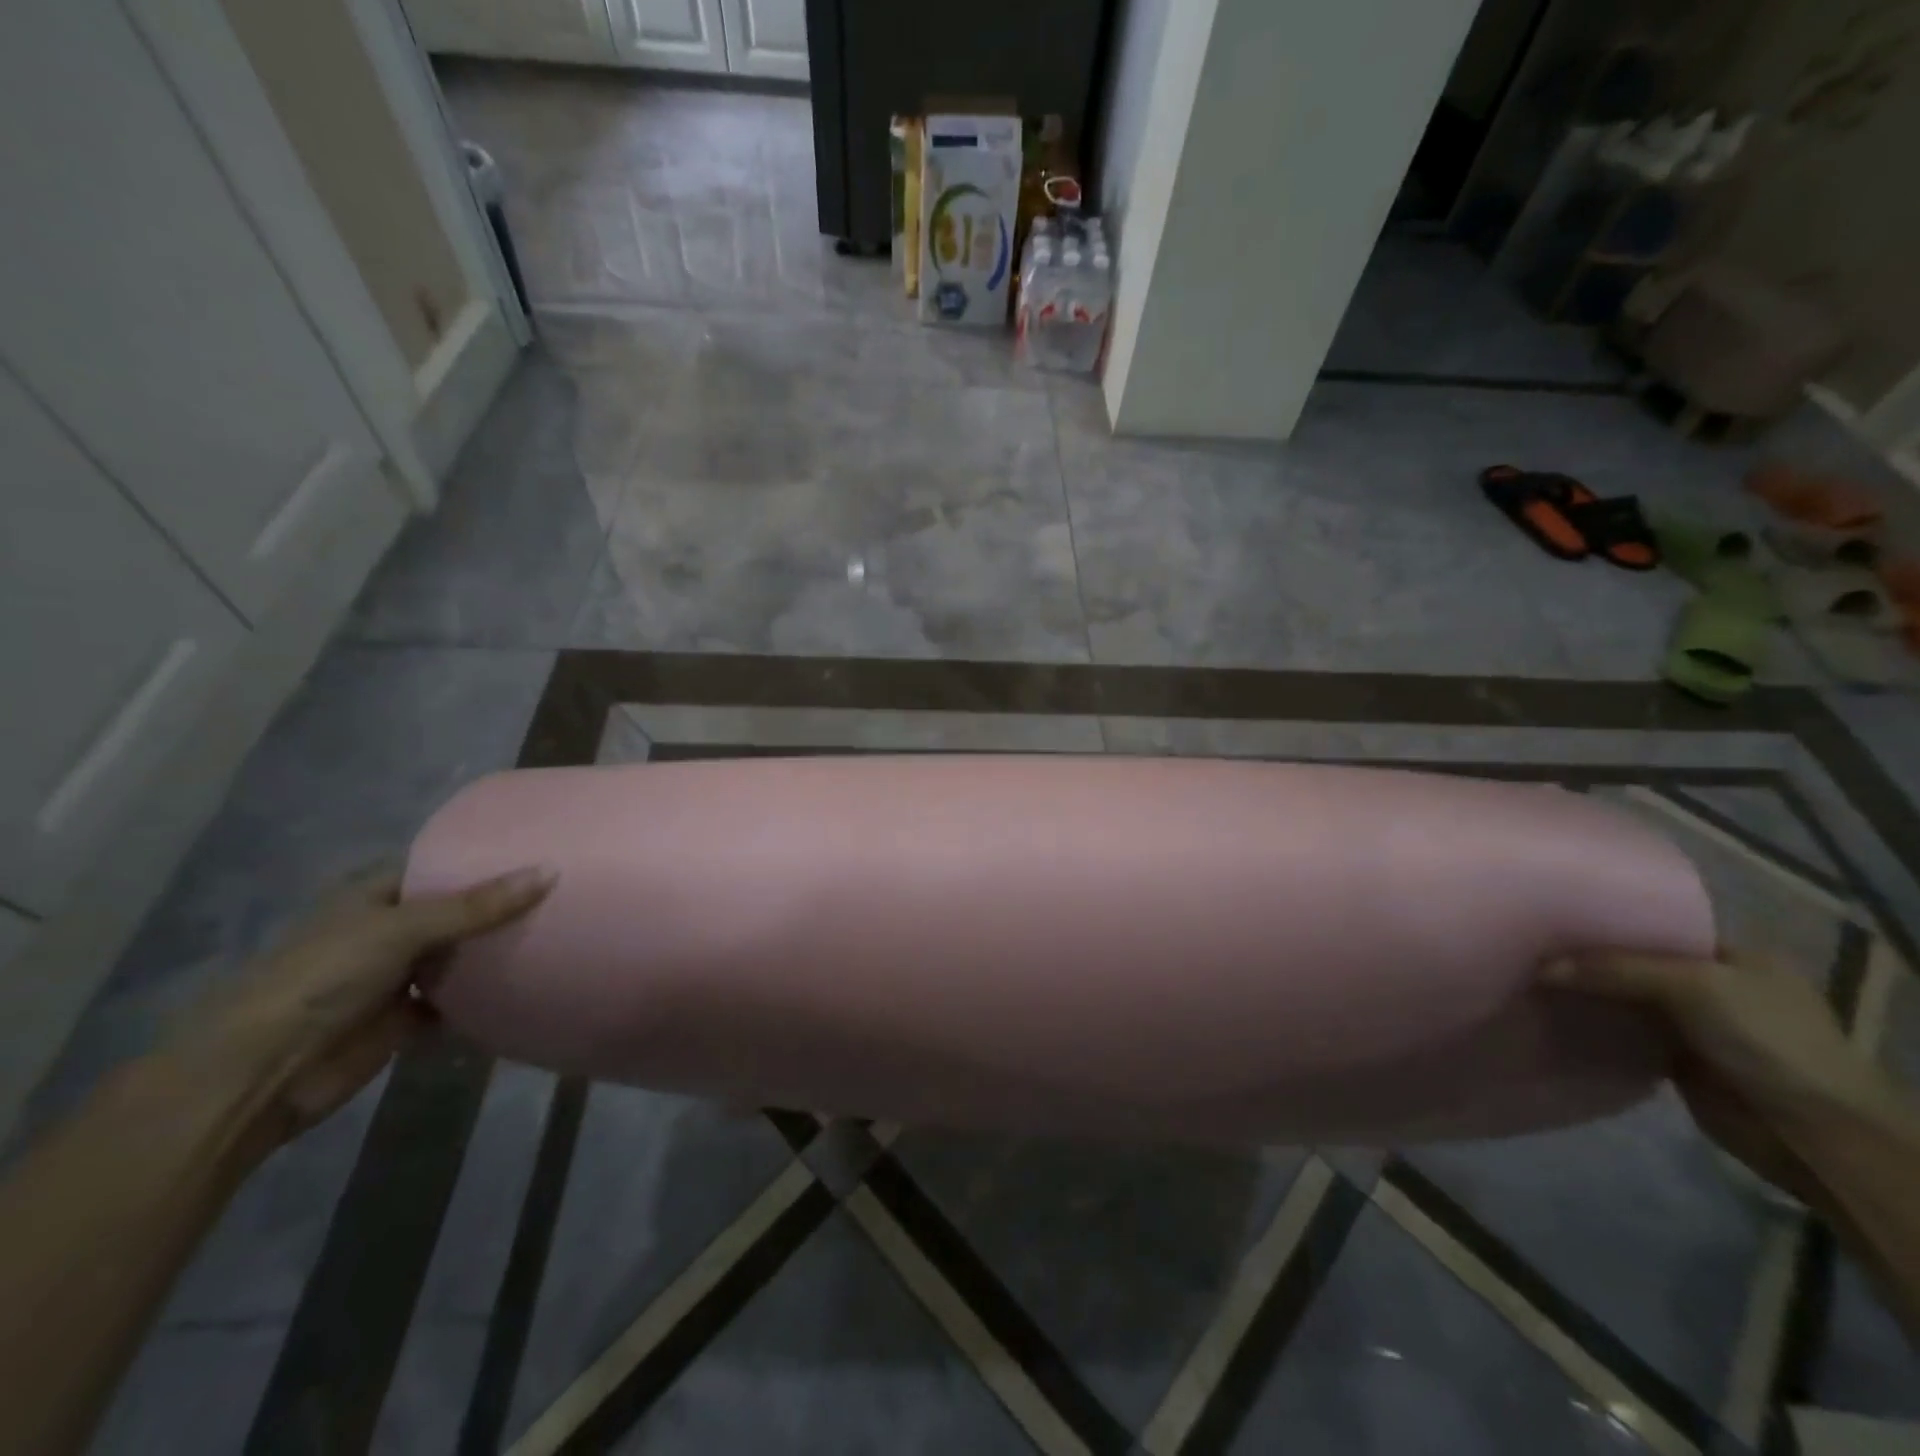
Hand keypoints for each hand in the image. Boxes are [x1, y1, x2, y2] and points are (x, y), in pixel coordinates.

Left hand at [181, 867, 555, 1145]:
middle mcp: (387, 930)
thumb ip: (477, 905)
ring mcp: (396, 975)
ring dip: (495, 950)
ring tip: (560, 928)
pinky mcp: (405, 1018)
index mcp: (374, 895)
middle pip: (455, 910)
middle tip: (563, 887)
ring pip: (459, 955)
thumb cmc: (324, 977)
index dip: (483, 856)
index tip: (538, 846)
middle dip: (500, 903)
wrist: (261, 1073)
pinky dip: (486, 996)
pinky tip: (532, 980)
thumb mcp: (403, 928)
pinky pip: (457, 1001)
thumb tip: (550, 870)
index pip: (437, 864)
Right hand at [1542, 950, 1899, 1204]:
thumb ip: (1614, 969)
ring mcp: (1695, 1023)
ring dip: (1586, 992)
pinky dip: (1594, 1024)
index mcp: (1733, 955)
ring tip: (1527, 974)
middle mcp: (1713, 983)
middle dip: (1587, 957)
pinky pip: (1623, 1031)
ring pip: (1625, 996)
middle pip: (1635, 961)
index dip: (1607, 919)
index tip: (1551, 913)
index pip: (1656, 924)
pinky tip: (1554, 1012)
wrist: (1812, 1134)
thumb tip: (1540, 968)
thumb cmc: (1768, 1041)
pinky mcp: (1676, 1057)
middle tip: (1529, 944)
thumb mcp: (1692, 986)